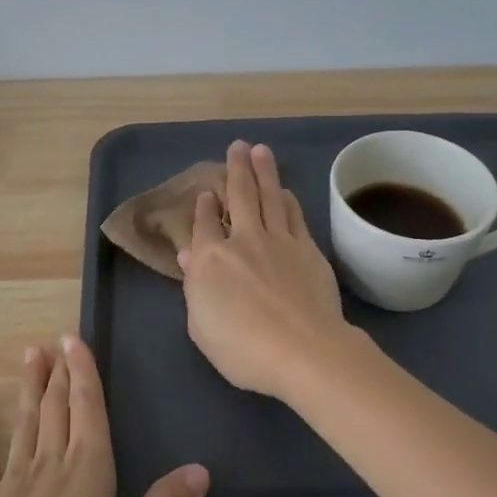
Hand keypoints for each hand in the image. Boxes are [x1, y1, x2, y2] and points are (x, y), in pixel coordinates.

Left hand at [0, 337, 208, 496]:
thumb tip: (200, 469)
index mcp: (87, 473)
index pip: (88, 410)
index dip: (85, 373)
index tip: (75, 338)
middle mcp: (50, 466)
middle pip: (57, 410)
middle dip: (60, 374)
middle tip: (55, 340)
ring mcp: (12, 483)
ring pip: (26, 425)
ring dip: (29, 389)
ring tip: (30, 356)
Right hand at [178, 140, 353, 399]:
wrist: (303, 350)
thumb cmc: (242, 349)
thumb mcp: (201, 327)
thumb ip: (194, 288)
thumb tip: (189, 256)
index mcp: (209, 259)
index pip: (204, 224)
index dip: (204, 207)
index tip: (206, 193)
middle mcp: (242, 240)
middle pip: (239, 196)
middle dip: (236, 169)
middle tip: (238, 146)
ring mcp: (278, 241)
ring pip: (269, 197)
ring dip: (264, 172)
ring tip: (261, 151)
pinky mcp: (307, 249)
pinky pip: (295, 216)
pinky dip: (288, 200)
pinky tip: (286, 191)